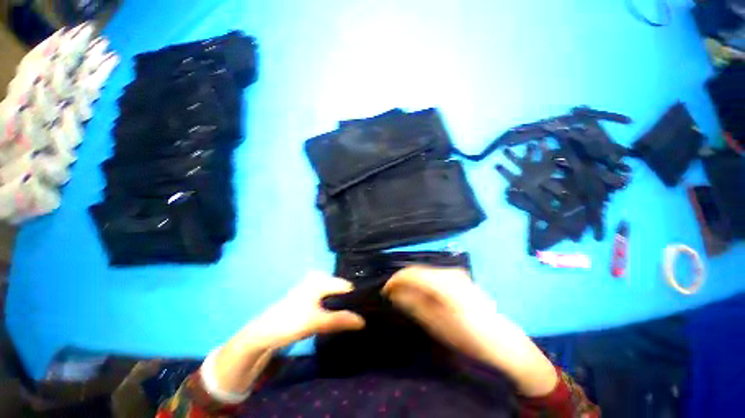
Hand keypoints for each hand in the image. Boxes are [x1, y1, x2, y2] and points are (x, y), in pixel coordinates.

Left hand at [211, 273, 364, 395]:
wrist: (263, 334)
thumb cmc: (289, 323)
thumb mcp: (316, 322)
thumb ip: (340, 320)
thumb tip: (363, 321)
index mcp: (320, 279)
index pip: (346, 286)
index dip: (356, 300)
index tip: (365, 313)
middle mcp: (318, 279)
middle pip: (341, 291)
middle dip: (349, 304)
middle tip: (358, 319)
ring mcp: (314, 288)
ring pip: (336, 297)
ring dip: (342, 308)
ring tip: (350, 320)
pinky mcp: (311, 298)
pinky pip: (329, 301)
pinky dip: (335, 309)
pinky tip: (338, 319)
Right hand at [383, 266, 557, 396]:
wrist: (503, 342)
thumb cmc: (467, 336)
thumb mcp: (435, 323)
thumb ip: (412, 304)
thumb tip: (394, 292)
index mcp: (442, 281)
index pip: (410, 273)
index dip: (395, 280)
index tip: (384, 291)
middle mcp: (448, 271)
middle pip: (418, 270)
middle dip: (403, 280)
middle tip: (392, 294)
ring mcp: (456, 273)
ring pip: (426, 272)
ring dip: (413, 281)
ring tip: (404, 294)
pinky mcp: (460, 278)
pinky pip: (434, 275)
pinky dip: (424, 282)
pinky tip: (422, 293)